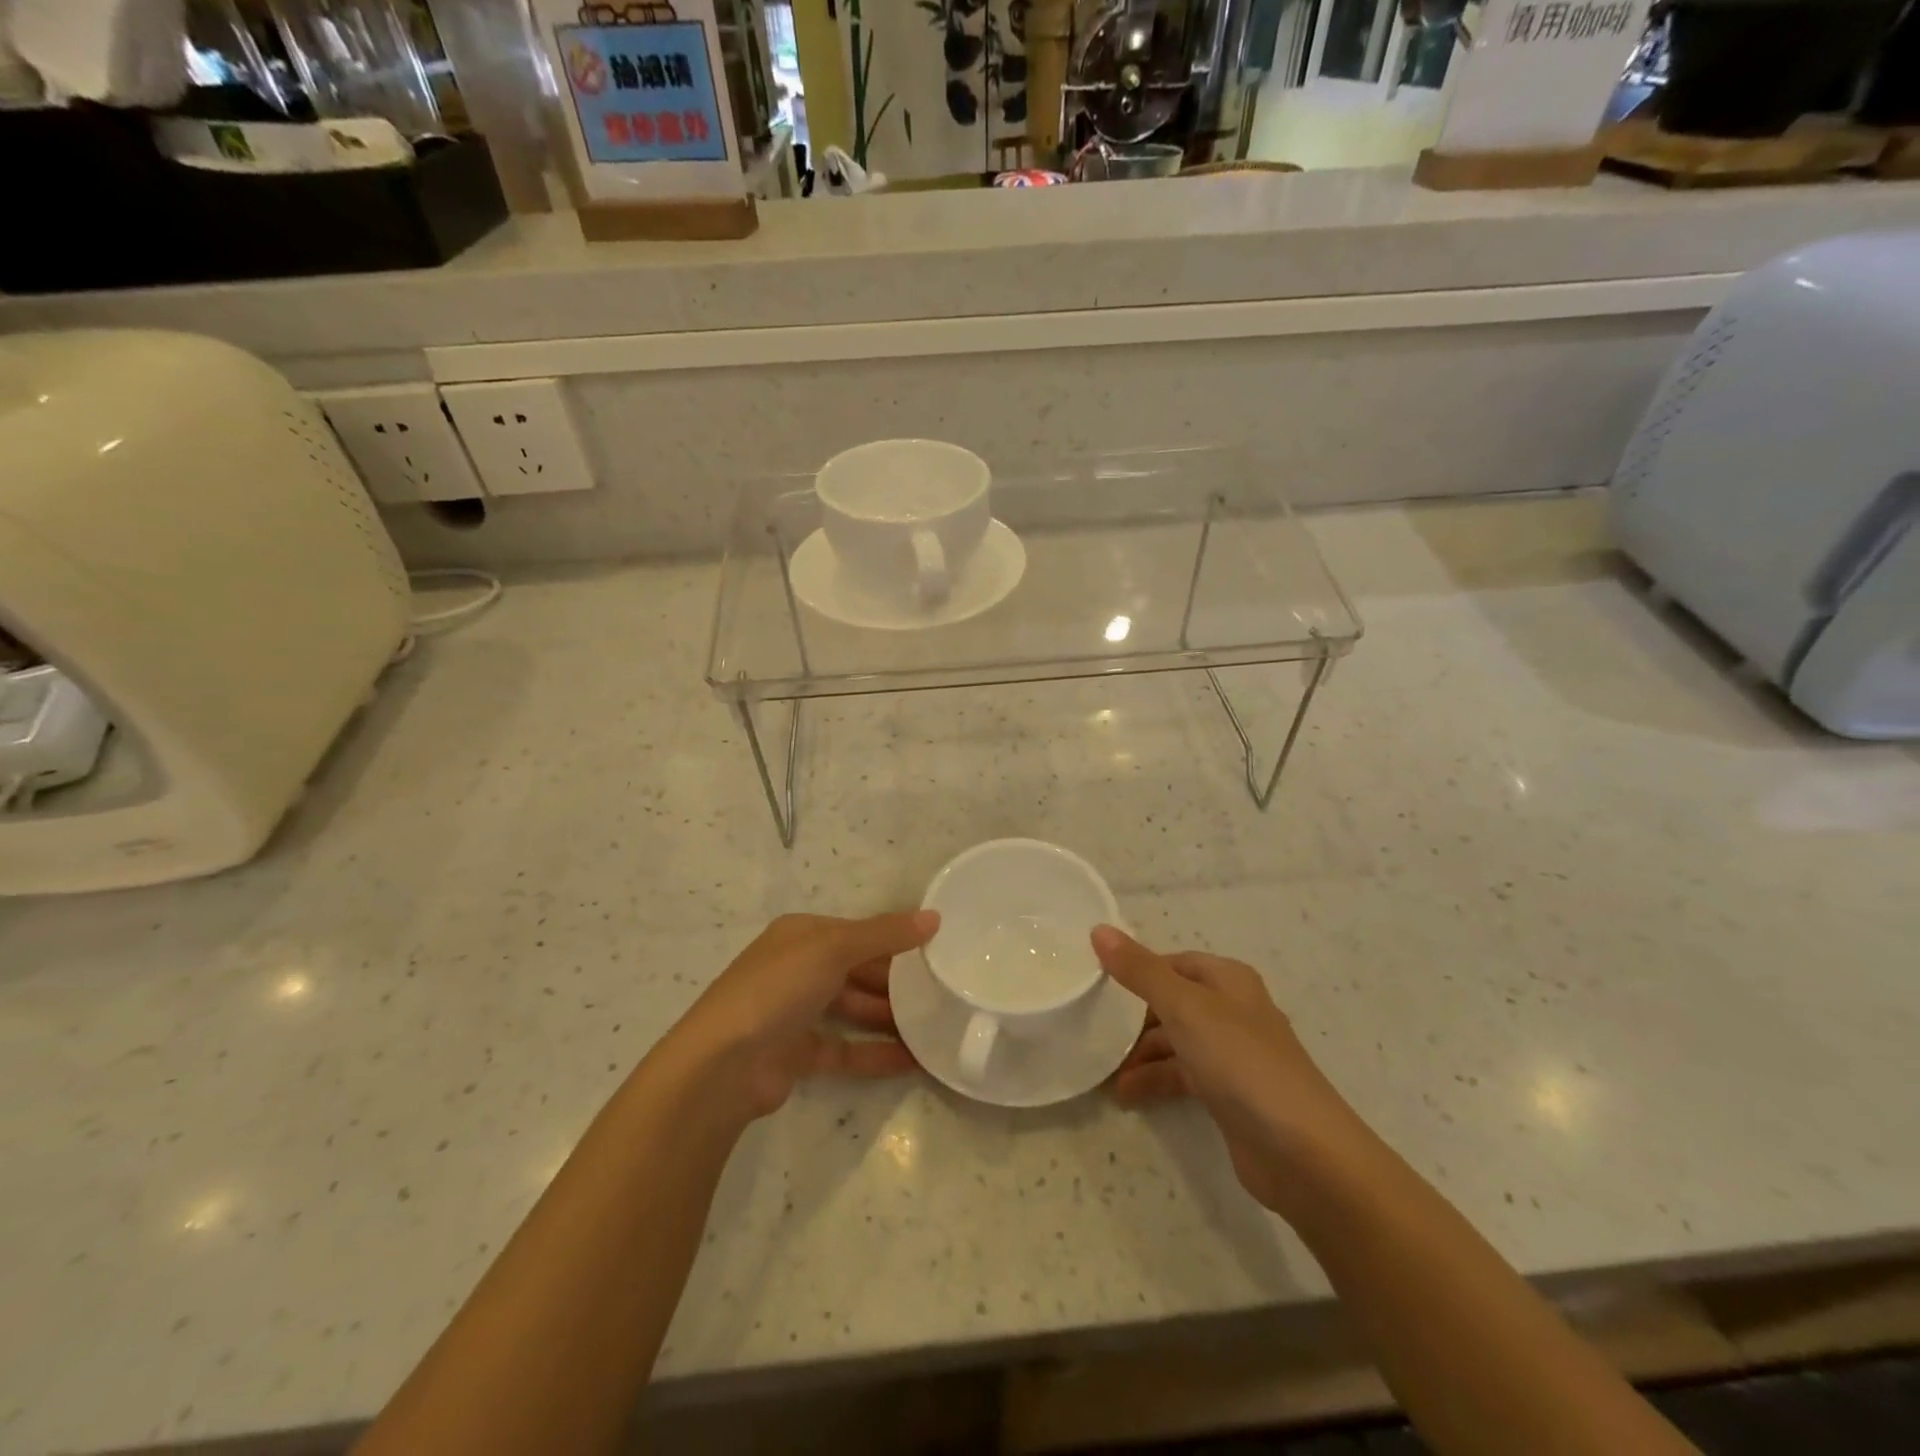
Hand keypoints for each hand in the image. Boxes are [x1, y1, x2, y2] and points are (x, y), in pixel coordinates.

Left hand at [666, 910, 938, 1122]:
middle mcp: (797, 969)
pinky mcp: (797, 1054)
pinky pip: (845, 1049)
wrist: (722, 1066)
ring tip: (935, 1024)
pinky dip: (875, 1053)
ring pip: (852, 1009)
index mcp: (801, 935)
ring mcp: (795, 1013)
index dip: (894, 939)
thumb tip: (934, 917)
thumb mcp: (833, 948)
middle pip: (856, 970)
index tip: (936, 950)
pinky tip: (912, 1060)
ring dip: (889, 1016)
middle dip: (895, 980)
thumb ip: (885, 934)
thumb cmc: (777, 989)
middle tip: (941, 990)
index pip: (857, 932)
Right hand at [1094, 926, 1362, 1214]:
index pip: (1173, 962)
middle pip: (1172, 1002)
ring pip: (1175, 1042)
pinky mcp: (1230, 1095)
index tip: (1096, 982)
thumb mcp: (1184, 1007)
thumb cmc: (1241, 1062)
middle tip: (1092, 1028)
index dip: (1137, 969)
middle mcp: (1232, 1010)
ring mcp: (1233, 1055)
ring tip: (1102, 1072)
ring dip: (1140, 1055)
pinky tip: (1126, 1096)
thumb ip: (1140, 971)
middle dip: (1133, 1017)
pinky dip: (1155, 1082)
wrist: (1302, 1152)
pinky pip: (1183, 1076)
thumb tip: (1099, 929)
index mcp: (1228, 980)